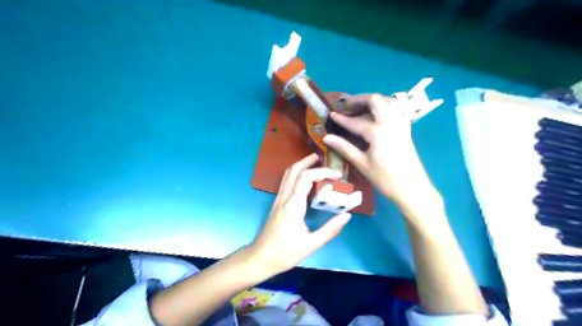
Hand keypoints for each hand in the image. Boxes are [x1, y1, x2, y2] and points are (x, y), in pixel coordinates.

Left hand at [249, 155, 349, 275]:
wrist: (260, 257)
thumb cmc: (285, 253)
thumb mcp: (311, 244)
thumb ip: (330, 229)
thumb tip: (347, 216)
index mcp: (293, 206)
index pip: (306, 178)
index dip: (323, 171)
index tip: (337, 175)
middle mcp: (284, 197)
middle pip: (294, 170)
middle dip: (309, 161)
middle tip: (324, 158)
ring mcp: (278, 199)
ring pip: (288, 174)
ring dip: (301, 165)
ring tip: (315, 163)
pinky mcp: (276, 202)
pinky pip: (286, 181)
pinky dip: (296, 173)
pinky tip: (305, 179)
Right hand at [323, 93, 441, 210]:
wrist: (413, 189)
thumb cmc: (386, 179)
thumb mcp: (362, 164)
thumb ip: (345, 148)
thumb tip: (327, 137)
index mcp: (378, 132)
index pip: (356, 121)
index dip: (342, 118)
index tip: (331, 114)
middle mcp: (391, 122)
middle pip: (376, 100)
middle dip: (359, 100)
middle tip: (346, 107)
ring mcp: (401, 124)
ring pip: (387, 102)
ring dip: (372, 102)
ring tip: (359, 109)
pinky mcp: (406, 128)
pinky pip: (395, 109)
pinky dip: (383, 107)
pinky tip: (375, 116)